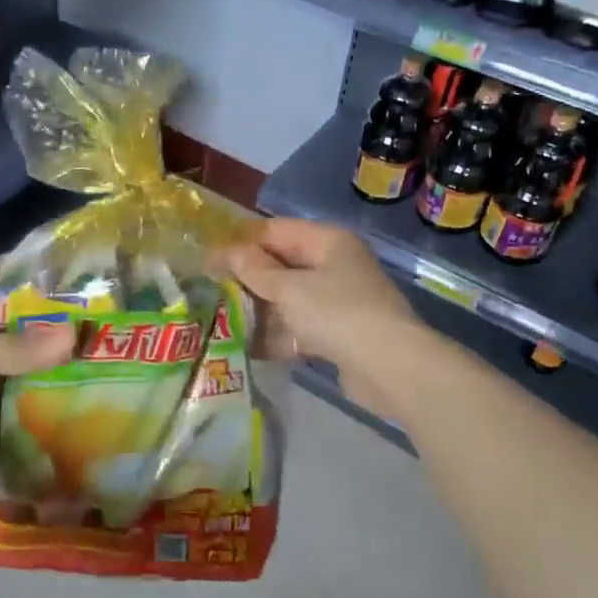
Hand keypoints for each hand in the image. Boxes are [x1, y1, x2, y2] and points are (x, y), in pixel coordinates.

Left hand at [0, 262, 74, 493]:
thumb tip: (75, 336)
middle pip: (12, 325)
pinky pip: (6, 407)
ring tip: (94, 365)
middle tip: (98, 324)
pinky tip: (64, 410)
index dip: (22, 267)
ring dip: (44, 368)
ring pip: (13, 368)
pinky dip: (29, 408)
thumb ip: (13, 349)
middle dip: (48, 323)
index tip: (67, 268)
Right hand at [221, 219, 425, 421]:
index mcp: (328, 241)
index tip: (208, 257)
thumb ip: (255, 270)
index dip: (241, 242)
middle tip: (210, 289)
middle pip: (282, 265)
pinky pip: (300, 327)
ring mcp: (338, 300)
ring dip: (259, 309)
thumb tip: (228, 252)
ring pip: (289, 299)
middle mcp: (335, 265)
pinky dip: (278, 334)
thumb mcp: (289, 288)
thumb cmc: (336, 313)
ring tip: (220, 318)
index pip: (276, 230)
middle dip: (248, 278)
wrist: (389, 367)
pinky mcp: (338, 333)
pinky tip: (247, 346)